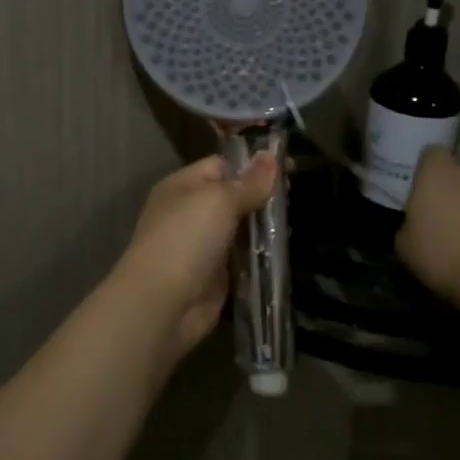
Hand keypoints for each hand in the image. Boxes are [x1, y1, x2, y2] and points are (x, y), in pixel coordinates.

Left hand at [113, 153, 279, 357]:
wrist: (162, 303)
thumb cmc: (186, 239)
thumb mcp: (219, 200)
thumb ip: (249, 183)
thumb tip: (271, 156)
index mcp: (183, 186)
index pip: (222, 166)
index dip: (253, 166)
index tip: (289, 169)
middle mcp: (191, 213)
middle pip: (233, 198)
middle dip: (263, 199)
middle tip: (297, 198)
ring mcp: (203, 246)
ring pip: (241, 230)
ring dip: (265, 230)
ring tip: (297, 223)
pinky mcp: (215, 277)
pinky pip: (243, 260)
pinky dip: (260, 258)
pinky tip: (286, 252)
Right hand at [399, 147, 459, 302]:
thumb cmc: (442, 253)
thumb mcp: (405, 246)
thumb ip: (409, 228)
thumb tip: (415, 228)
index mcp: (436, 174)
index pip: (431, 154)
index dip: (425, 169)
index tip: (419, 190)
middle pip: (457, 177)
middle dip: (448, 195)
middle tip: (436, 222)